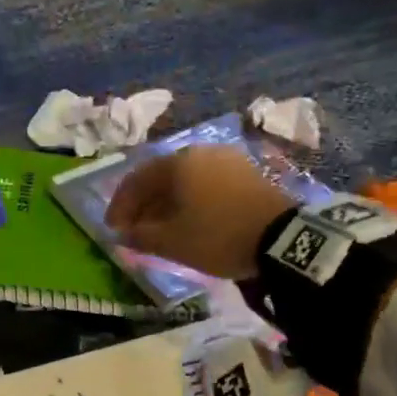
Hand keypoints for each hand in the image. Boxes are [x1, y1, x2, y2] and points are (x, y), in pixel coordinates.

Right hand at [106, 146, 294, 279]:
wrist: (283, 239)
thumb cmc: (217, 235)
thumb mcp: (172, 242)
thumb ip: (140, 236)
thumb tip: (122, 235)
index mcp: (177, 163)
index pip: (136, 180)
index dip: (120, 205)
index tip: (113, 229)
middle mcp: (200, 152)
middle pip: (160, 176)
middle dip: (143, 204)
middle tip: (134, 228)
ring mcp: (227, 160)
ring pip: (184, 179)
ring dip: (166, 202)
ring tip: (160, 227)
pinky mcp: (247, 173)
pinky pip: (206, 183)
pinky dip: (190, 200)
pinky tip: (190, 219)